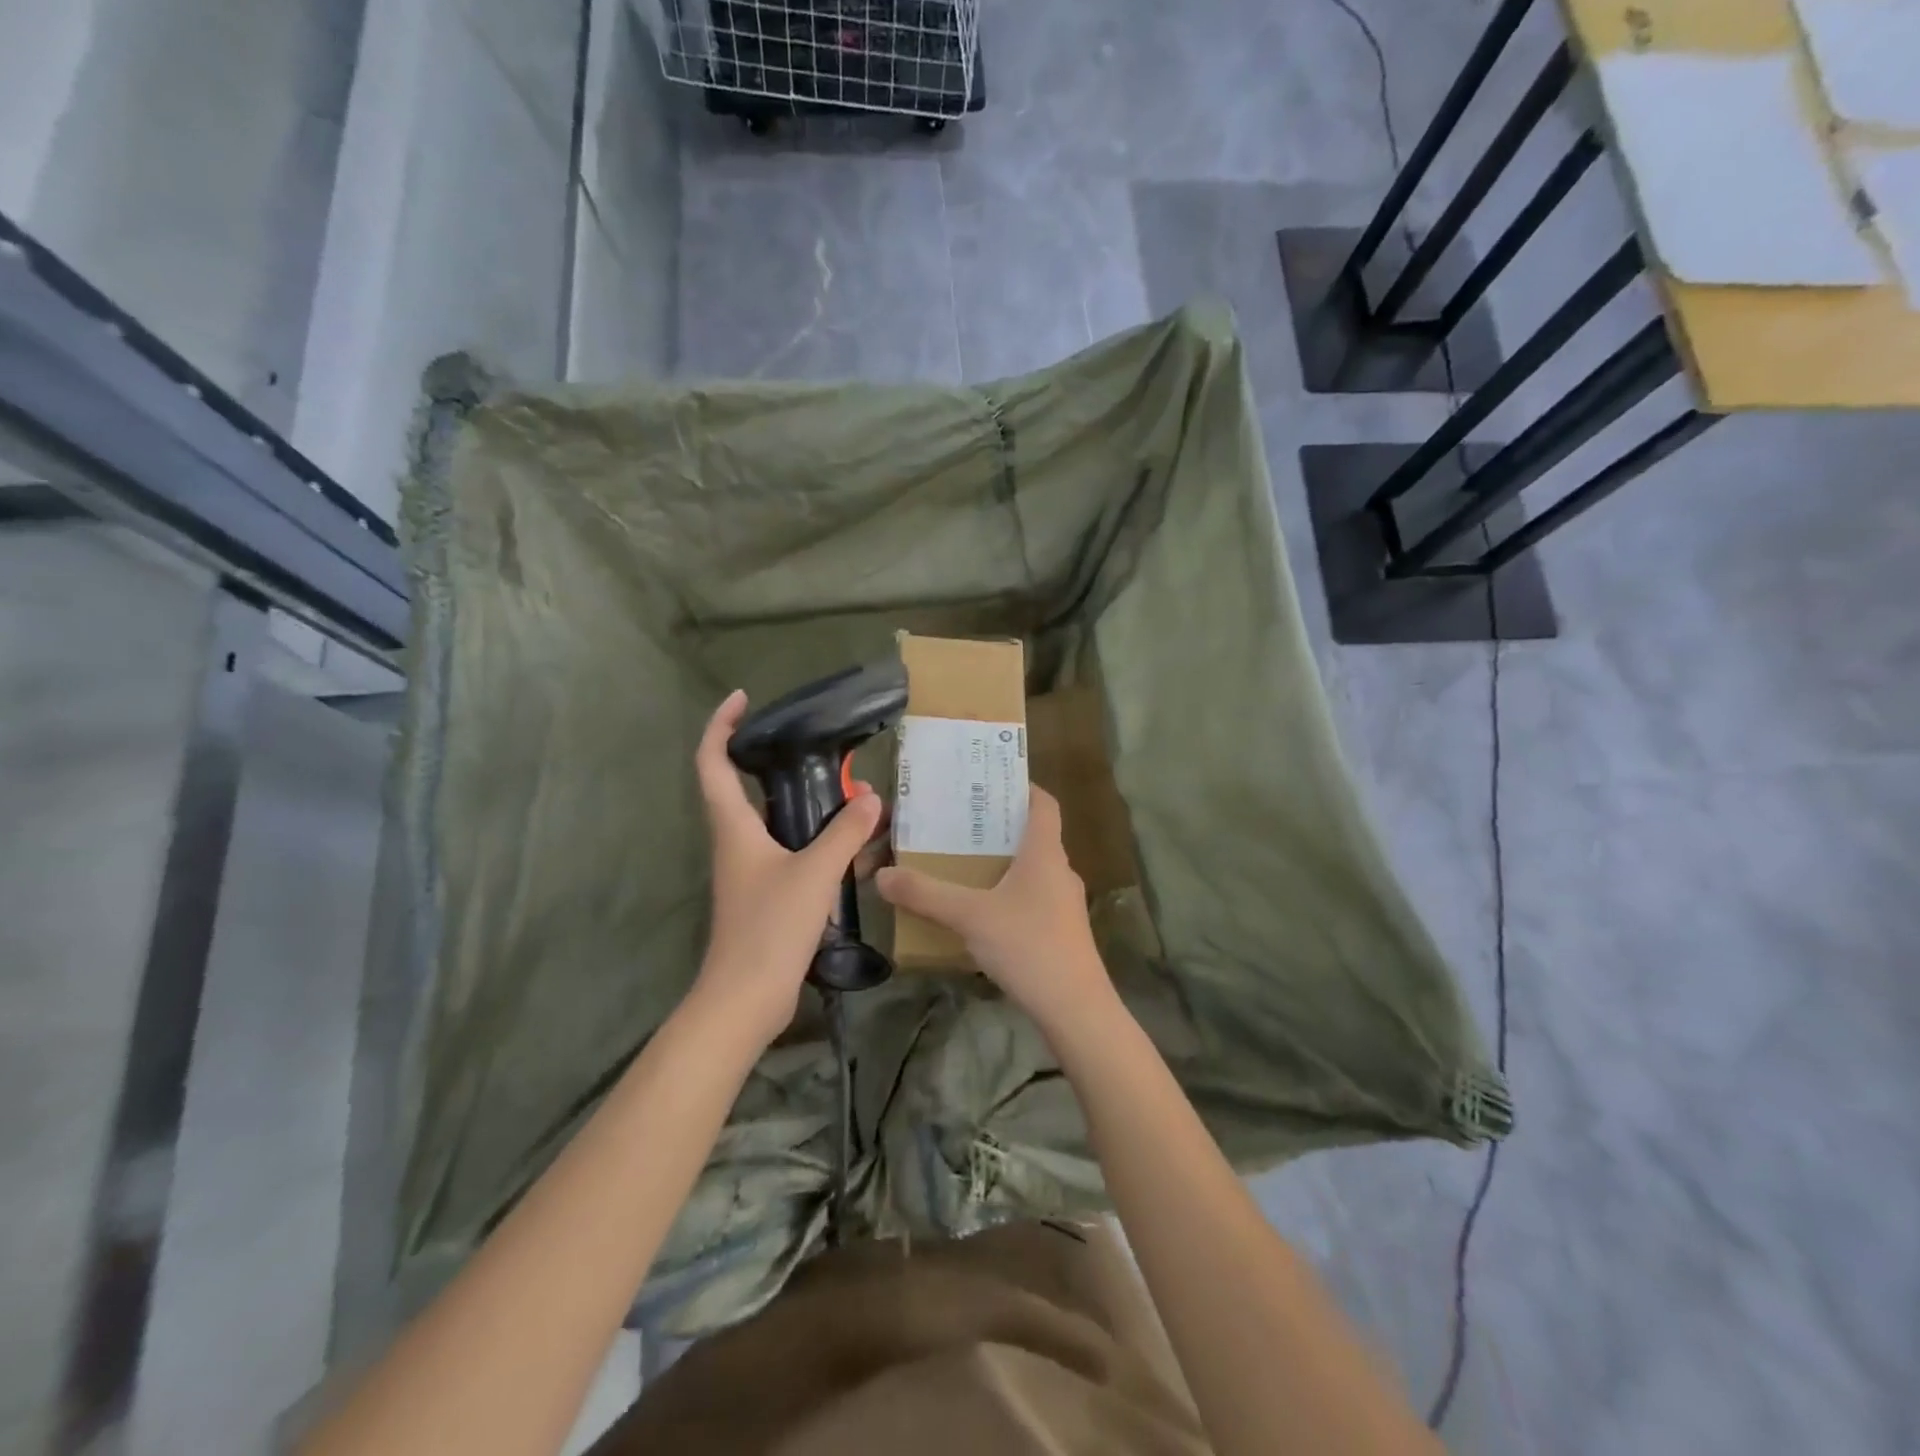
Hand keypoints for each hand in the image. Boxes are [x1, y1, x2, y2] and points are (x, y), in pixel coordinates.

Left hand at [691, 690, 883, 1048]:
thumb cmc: (770, 927)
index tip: (742, 699)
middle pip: (744, 789)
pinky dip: (817, 841)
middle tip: (817, 751)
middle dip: (775, 763)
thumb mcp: (815, 873)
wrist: (746, 998)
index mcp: (734, 827)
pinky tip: (852, 847)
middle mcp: (735, 843)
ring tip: (847, 795)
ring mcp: (749, 871)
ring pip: (774, 823)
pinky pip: (791, 853)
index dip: (720, 726)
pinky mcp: (766, 895)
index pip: (712, 762)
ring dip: (805, 805)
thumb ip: (845, 833)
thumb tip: (870, 797)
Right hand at [875, 787, 1113, 1037]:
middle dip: (997, 827)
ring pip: (1031, 869)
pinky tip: (981, 911)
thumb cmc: (1028, 945)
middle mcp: (1059, 870)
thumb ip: (925, 894)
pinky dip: (1008, 893)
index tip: (989, 782)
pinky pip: (1032, 897)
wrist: (1075, 1008)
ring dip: (1001, 862)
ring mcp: (1064, 902)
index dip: (1021, 787)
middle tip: (958, 823)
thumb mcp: (970, 916)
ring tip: (962, 863)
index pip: (1043, 803)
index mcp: (1044, 852)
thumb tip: (883, 875)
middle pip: (1033, 834)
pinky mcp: (1061, 930)